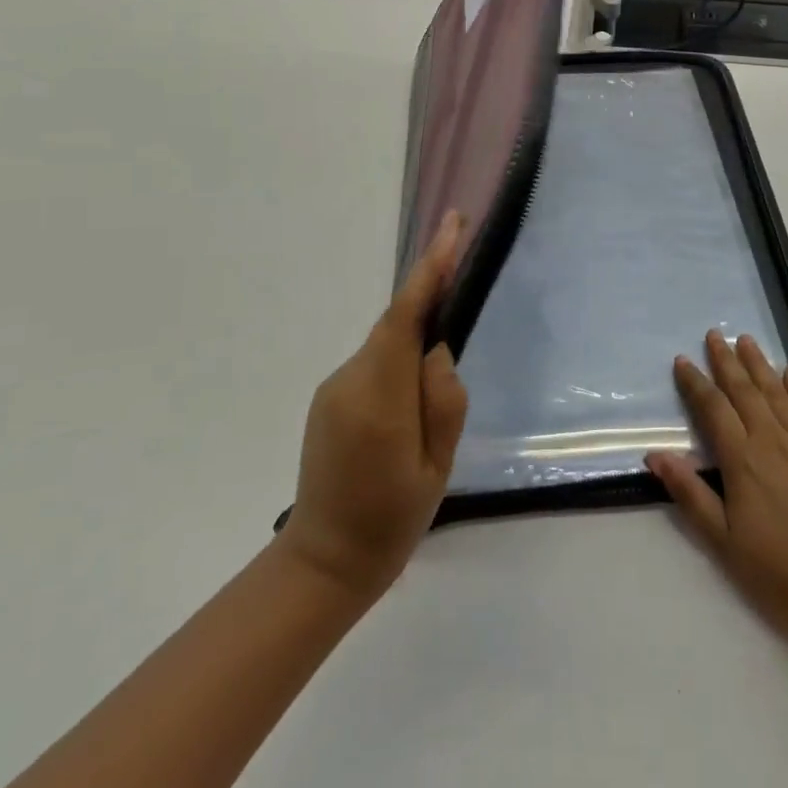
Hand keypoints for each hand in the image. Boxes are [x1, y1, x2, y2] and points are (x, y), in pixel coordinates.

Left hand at [278, 213, 468, 601]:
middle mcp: (349, 380)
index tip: (451, 226)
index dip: (430, 268)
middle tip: (462, 298)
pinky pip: (374, 363)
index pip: (405, 315)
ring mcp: (333, 387)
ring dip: (414, 347)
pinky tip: (408, 406)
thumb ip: (444, 399)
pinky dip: (397, 364)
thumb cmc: (392, 519)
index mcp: (379, 398)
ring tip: (432, 399)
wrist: (325, 561)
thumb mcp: (438, 465)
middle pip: (397, 326)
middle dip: (429, 302)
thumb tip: (436, 349)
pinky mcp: (328, 398)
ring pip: (387, 345)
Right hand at [646, 330, 787, 663]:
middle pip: (744, 390)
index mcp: (743, 460)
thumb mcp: (723, 541)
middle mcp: (772, 440)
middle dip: (726, 360)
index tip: (683, 361)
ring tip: (745, 339)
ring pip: (776, 391)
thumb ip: (690, 493)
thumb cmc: (778, 573)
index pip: (713, 409)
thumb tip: (655, 454)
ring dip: (759, 363)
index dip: (696, 383)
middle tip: (714, 334)